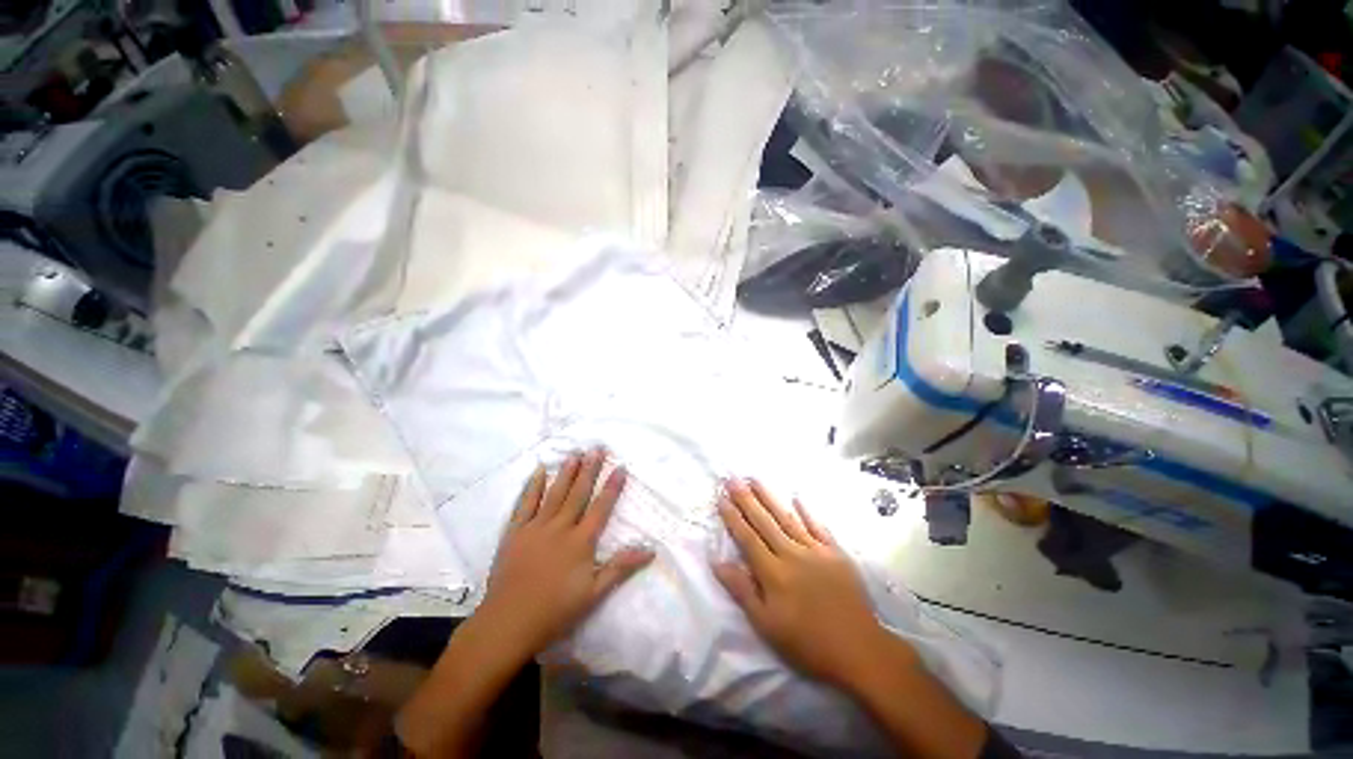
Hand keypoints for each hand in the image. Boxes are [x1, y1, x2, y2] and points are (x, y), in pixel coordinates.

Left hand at [478, 448, 654, 658]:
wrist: (508, 623)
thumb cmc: (556, 610)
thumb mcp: (594, 592)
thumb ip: (621, 567)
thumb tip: (651, 550)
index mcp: (581, 541)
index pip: (601, 507)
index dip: (612, 486)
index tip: (620, 467)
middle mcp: (560, 527)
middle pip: (579, 493)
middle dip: (590, 469)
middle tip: (597, 448)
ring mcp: (536, 527)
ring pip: (555, 493)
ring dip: (567, 472)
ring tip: (576, 454)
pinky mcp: (515, 532)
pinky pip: (525, 503)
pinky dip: (533, 486)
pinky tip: (540, 471)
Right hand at [713, 478, 909, 688]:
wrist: (860, 650)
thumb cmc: (807, 643)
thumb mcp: (767, 625)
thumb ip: (742, 590)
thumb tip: (717, 562)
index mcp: (773, 572)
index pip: (747, 538)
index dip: (733, 518)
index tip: (721, 498)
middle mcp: (792, 553)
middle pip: (764, 521)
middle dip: (746, 499)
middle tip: (732, 479)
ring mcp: (816, 550)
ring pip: (787, 517)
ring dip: (769, 497)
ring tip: (755, 479)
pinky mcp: (836, 553)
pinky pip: (818, 526)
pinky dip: (807, 511)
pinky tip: (797, 498)